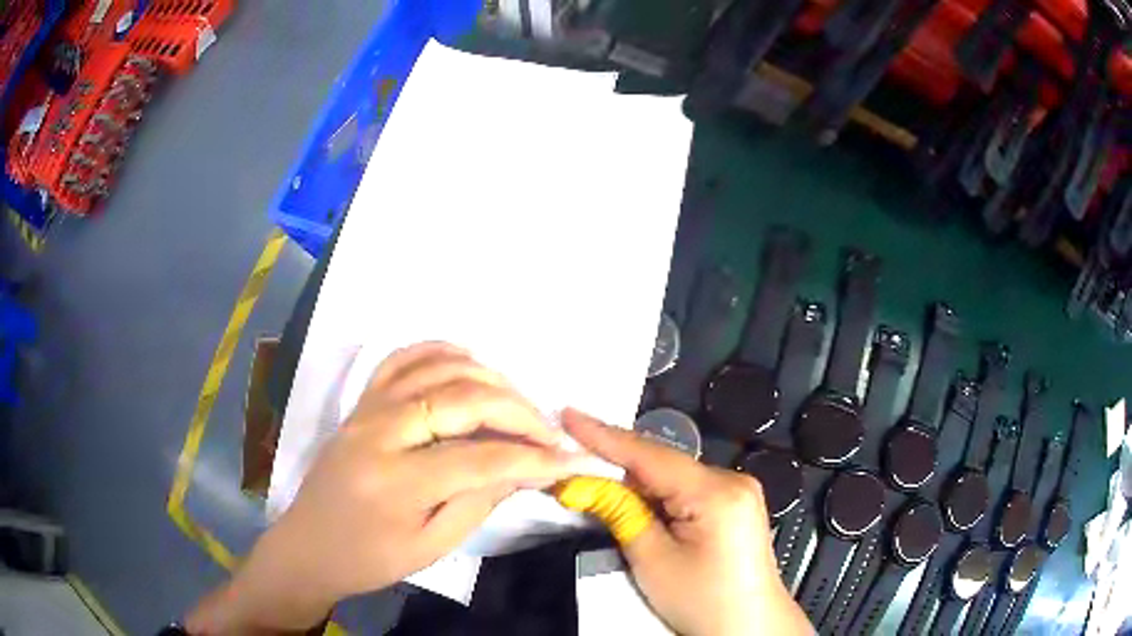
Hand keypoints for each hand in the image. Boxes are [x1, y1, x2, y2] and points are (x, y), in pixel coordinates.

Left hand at [187, 343, 581, 634]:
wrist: (310, 545)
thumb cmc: (370, 558)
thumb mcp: (431, 548)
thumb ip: (480, 503)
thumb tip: (527, 468)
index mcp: (396, 482)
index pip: (482, 459)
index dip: (535, 458)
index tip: (574, 459)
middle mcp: (380, 431)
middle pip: (465, 400)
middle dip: (520, 413)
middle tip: (549, 434)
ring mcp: (367, 407)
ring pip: (440, 368)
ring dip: (490, 379)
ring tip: (519, 405)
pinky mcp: (361, 400)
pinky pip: (403, 357)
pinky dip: (441, 351)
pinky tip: (470, 363)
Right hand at [563, 409, 812, 635]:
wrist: (749, 627)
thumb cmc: (703, 600)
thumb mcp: (653, 561)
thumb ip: (620, 514)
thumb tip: (583, 483)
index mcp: (717, 492)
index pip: (651, 455)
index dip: (604, 436)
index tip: (568, 415)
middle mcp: (733, 480)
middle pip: (664, 464)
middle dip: (618, 464)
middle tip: (572, 456)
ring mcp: (739, 492)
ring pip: (674, 477)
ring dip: (637, 482)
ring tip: (595, 480)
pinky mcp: (737, 506)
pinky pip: (688, 490)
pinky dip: (659, 495)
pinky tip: (636, 501)